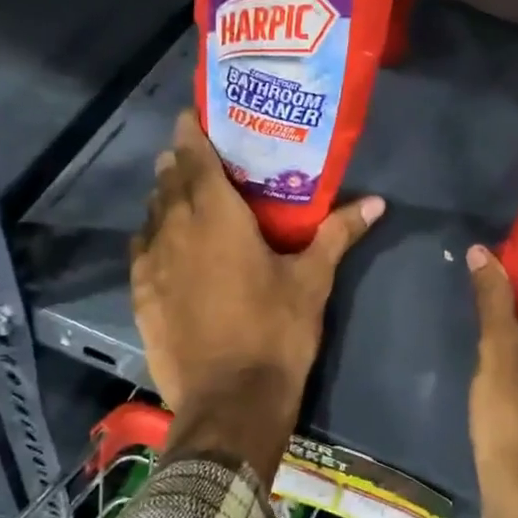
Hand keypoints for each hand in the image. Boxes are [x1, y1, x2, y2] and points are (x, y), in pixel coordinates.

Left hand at [131, 111, 383, 467]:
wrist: (229, 401)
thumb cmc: (275, 332)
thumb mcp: (312, 280)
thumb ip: (338, 233)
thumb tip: (377, 202)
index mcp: (215, 214)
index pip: (193, 154)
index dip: (191, 130)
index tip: (196, 116)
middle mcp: (174, 228)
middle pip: (167, 179)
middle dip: (180, 162)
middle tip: (203, 158)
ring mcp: (150, 263)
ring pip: (151, 213)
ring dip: (165, 198)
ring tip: (186, 198)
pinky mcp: (140, 294)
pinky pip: (141, 249)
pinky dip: (153, 236)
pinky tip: (167, 245)